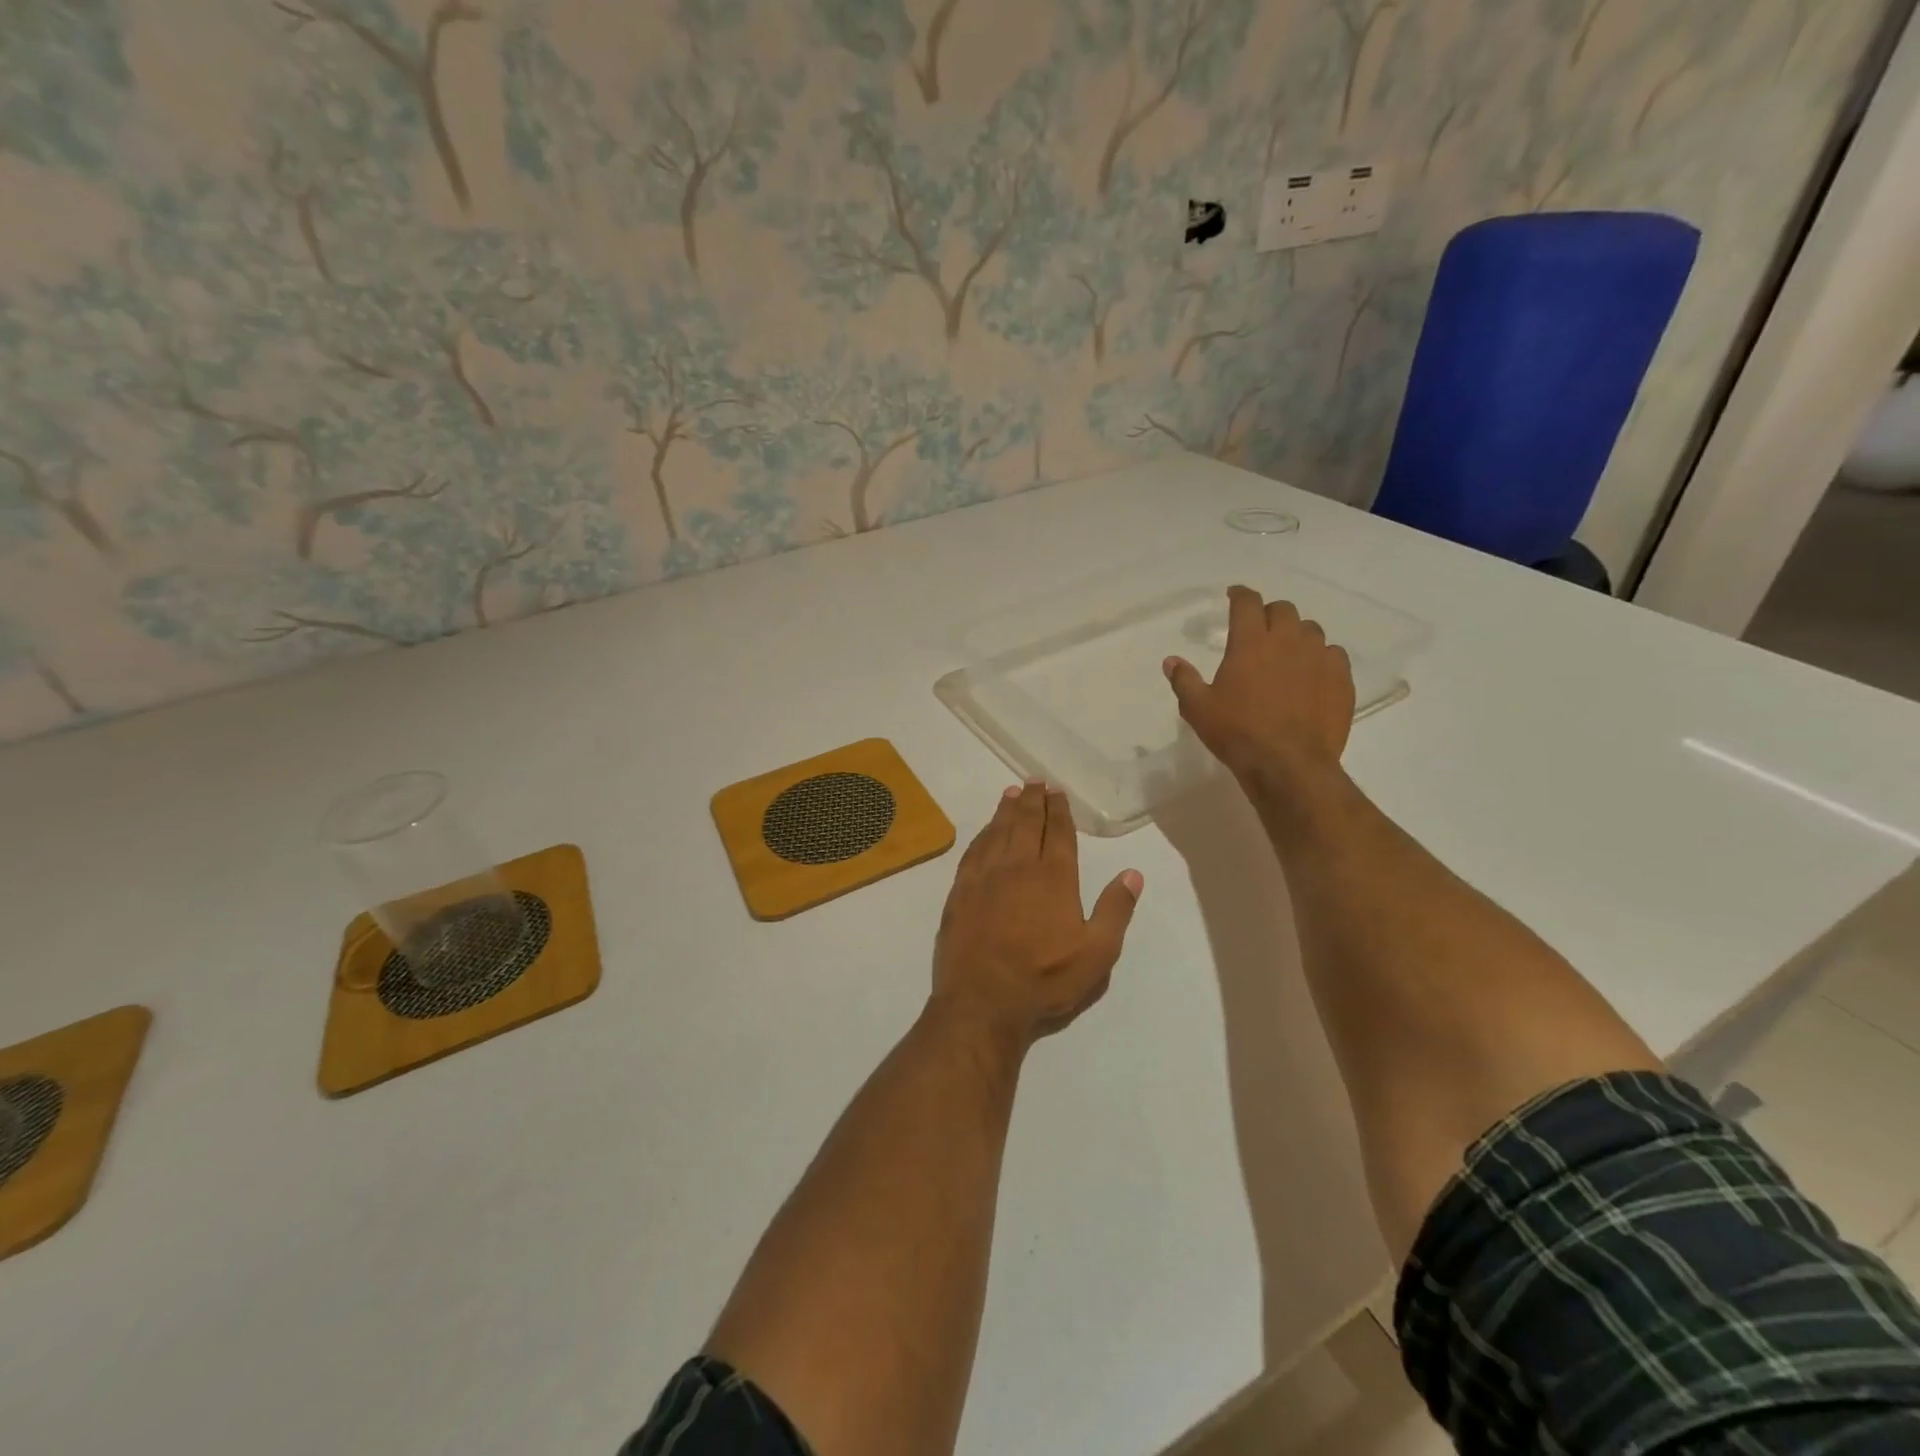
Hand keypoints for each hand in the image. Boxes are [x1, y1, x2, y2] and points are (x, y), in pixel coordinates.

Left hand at [931, 783, 1143, 1049]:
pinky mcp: (960, 890)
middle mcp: (1018, 866)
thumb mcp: (1097, 954)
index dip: (1059, 810)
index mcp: (1053, 877)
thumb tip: (1132, 873)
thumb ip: (1115, 910)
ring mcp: (985, 876)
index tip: (1057, 792)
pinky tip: (985, 830)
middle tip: (1034, 782)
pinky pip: (973, 850)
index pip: (1057, 833)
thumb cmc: (1045, 979)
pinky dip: (982, 834)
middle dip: (1032, 800)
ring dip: (1006, 810)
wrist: (982, 1000)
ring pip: (997, 831)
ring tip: (1012, 793)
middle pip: (1025, 823)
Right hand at [1164, 585, 1355, 788]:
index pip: (1247, 603)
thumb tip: (1171, 661)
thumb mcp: (1198, 709)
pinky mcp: (1341, 679)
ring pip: (1311, 630)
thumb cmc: (1237, 733)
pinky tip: (1312, 674)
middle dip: (1269, 614)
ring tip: (1287, 653)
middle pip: (1283, 610)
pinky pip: (1334, 655)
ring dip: (1296, 634)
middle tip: (1259, 629)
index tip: (1234, 595)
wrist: (1288, 765)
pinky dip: (1321, 658)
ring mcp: (1319, 658)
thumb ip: (1184, 680)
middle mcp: (1288, 641)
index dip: (1240, 594)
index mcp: (1250, 642)